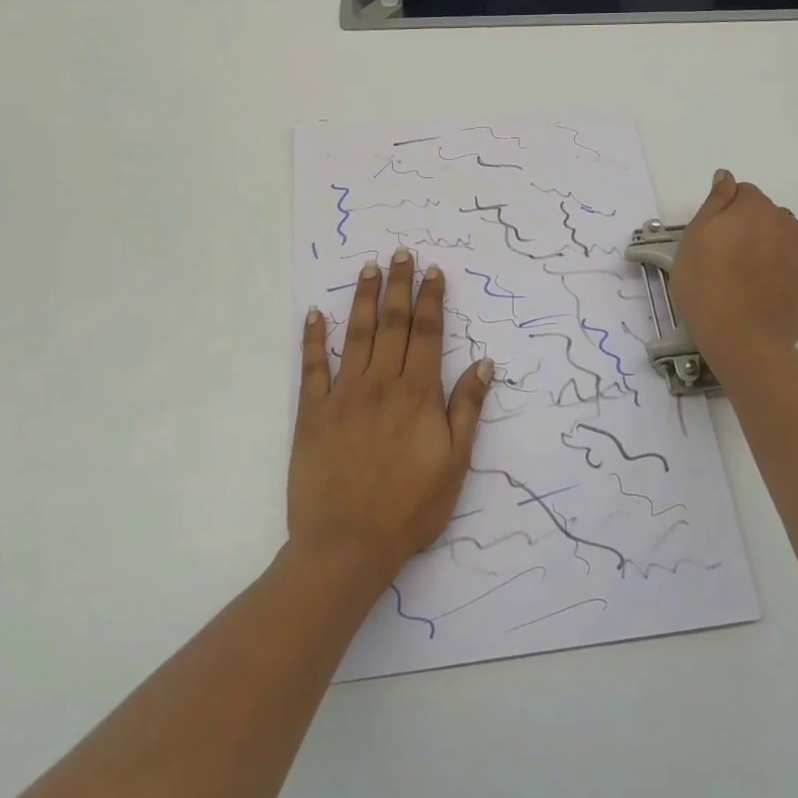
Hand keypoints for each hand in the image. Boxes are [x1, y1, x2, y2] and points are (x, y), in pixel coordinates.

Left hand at [290, 248, 493, 586]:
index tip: (433, 271)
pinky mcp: (313, 412)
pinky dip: (314, 338)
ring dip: (363, 298)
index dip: (431, 299)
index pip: (428, 333)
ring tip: (369, 268)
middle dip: (399, 285)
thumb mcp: (455, 462)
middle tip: (401, 253)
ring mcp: (344, 395)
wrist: (348, 544)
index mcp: (418, 393)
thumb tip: (485, 363)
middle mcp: (382, 383)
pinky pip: (313, 367)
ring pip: (356, 334)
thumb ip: (467, 408)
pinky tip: (315, 314)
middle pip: (393, 323)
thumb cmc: (410, 507)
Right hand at [670, 169, 797, 364]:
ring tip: (749, 281)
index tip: (714, 238)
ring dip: (772, 251)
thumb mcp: (694, 238)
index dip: (727, 213)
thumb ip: (715, 202)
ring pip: (787, 242)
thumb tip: (727, 177)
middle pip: (769, 217)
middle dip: (752, 230)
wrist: (741, 339)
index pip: (744, 194)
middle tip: (728, 261)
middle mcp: (788, 224)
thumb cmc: (707, 285)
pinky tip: (769, 296)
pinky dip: (788, 278)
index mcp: (756, 209)